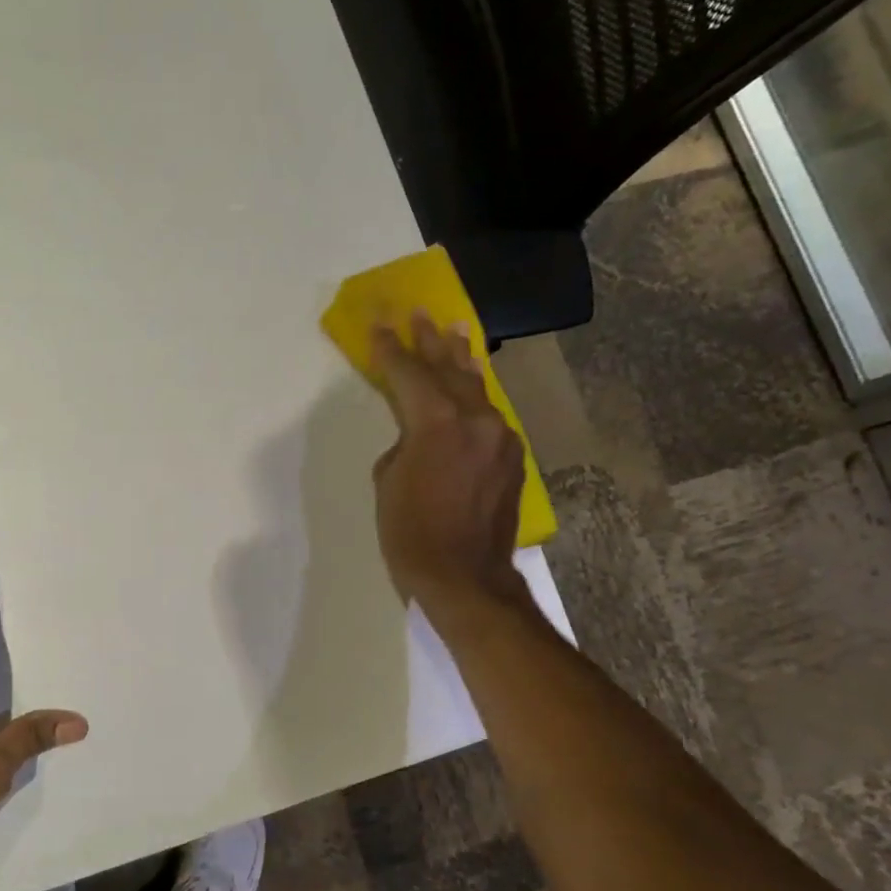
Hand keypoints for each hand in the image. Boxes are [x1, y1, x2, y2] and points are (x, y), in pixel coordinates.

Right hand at [371, 314, 530, 612]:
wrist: (465, 577)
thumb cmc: (411, 533)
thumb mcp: (388, 483)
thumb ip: (404, 445)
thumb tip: (418, 436)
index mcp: (435, 423)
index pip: (407, 374)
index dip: (389, 349)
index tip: (379, 324)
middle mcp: (474, 419)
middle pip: (448, 369)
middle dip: (429, 341)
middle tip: (419, 312)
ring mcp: (499, 436)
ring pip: (476, 387)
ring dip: (460, 358)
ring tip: (454, 330)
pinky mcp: (512, 456)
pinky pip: (489, 413)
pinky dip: (475, 394)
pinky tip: (470, 383)